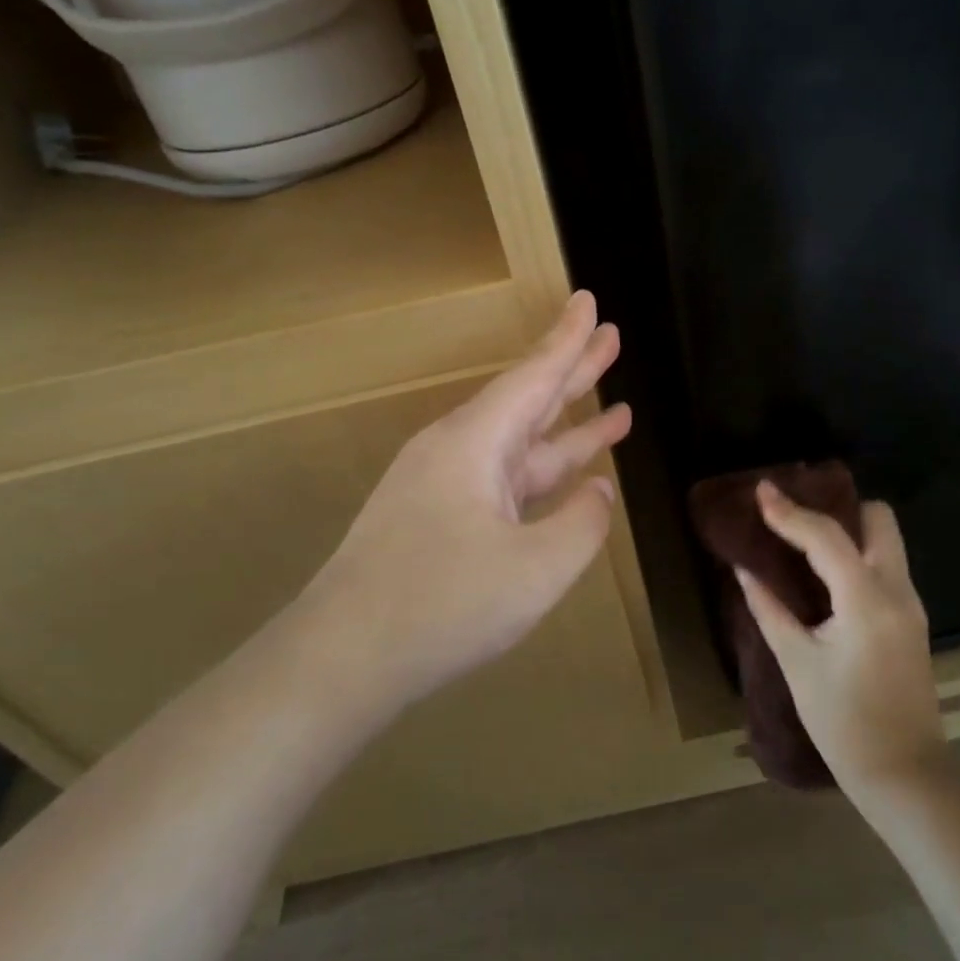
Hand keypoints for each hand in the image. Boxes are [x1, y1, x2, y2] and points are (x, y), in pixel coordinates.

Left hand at [294, 291, 631, 711]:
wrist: (341, 659)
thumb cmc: (441, 606)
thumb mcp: (536, 569)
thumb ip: (582, 524)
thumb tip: (600, 491)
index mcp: (474, 443)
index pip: (534, 376)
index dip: (569, 340)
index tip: (590, 301)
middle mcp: (457, 451)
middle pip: (527, 400)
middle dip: (573, 370)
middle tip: (613, 337)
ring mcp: (444, 486)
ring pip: (520, 445)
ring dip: (568, 428)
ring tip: (618, 410)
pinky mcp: (439, 519)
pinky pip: (505, 481)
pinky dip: (542, 473)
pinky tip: (570, 479)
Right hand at [740, 483, 946, 793]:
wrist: (905, 774)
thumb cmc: (843, 723)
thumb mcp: (797, 662)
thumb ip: (769, 608)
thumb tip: (744, 569)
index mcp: (866, 600)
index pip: (826, 536)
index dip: (789, 511)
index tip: (762, 490)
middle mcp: (897, 591)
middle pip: (878, 520)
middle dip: (838, 507)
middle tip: (796, 515)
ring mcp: (910, 604)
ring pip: (886, 540)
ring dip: (849, 528)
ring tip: (803, 537)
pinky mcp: (911, 619)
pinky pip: (886, 565)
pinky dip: (857, 553)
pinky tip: (824, 571)